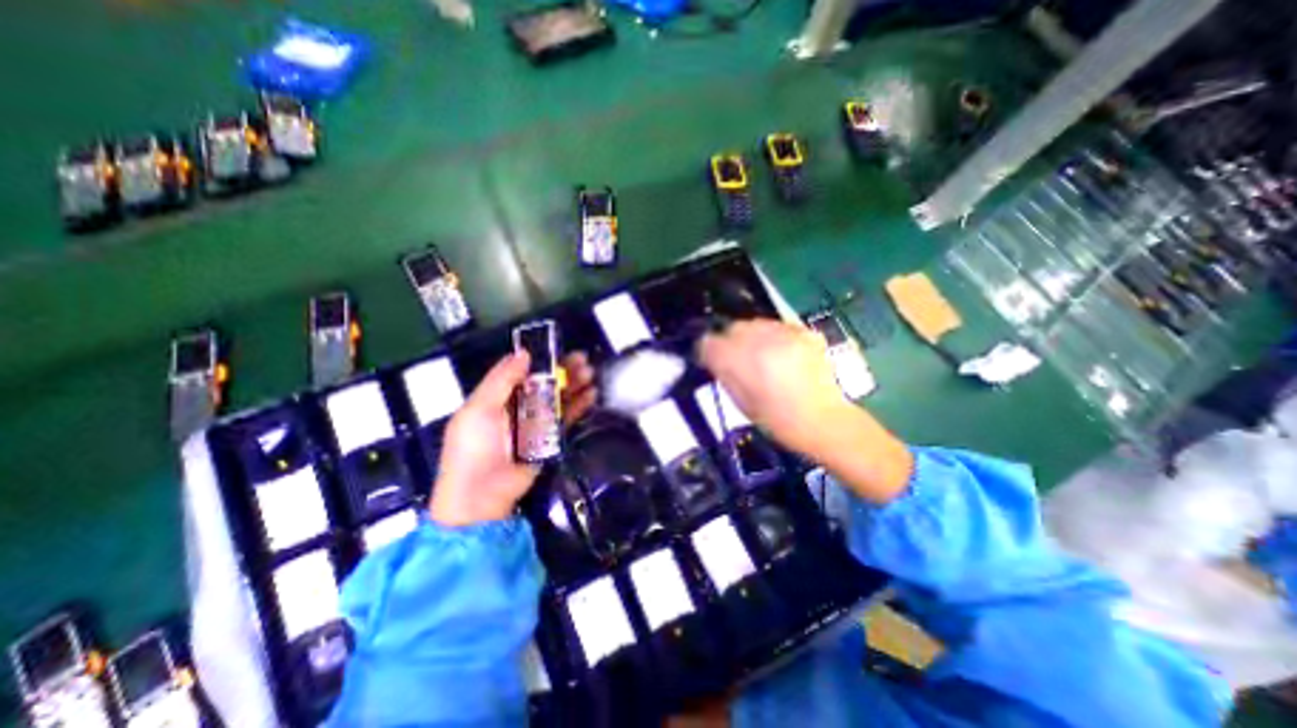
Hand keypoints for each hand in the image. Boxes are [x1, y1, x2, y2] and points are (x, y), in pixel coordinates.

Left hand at [434, 349, 600, 524]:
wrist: (482, 496)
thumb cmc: (474, 448)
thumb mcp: (479, 410)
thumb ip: (501, 380)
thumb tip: (523, 353)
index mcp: (496, 397)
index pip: (522, 372)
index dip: (540, 359)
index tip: (559, 348)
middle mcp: (517, 407)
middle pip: (544, 384)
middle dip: (563, 371)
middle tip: (583, 360)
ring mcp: (534, 424)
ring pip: (557, 398)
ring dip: (574, 385)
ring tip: (591, 374)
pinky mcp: (549, 440)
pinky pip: (565, 418)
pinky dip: (578, 406)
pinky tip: (591, 395)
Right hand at [700, 319, 853, 454]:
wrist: (822, 420)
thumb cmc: (776, 419)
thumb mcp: (740, 401)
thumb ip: (725, 373)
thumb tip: (716, 358)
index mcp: (739, 359)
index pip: (709, 342)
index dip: (707, 351)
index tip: (710, 361)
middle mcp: (759, 339)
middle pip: (733, 328)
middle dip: (730, 341)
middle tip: (738, 359)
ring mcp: (784, 332)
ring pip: (756, 323)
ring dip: (753, 337)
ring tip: (762, 355)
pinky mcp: (804, 332)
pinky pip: (779, 327)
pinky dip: (776, 337)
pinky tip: (783, 354)